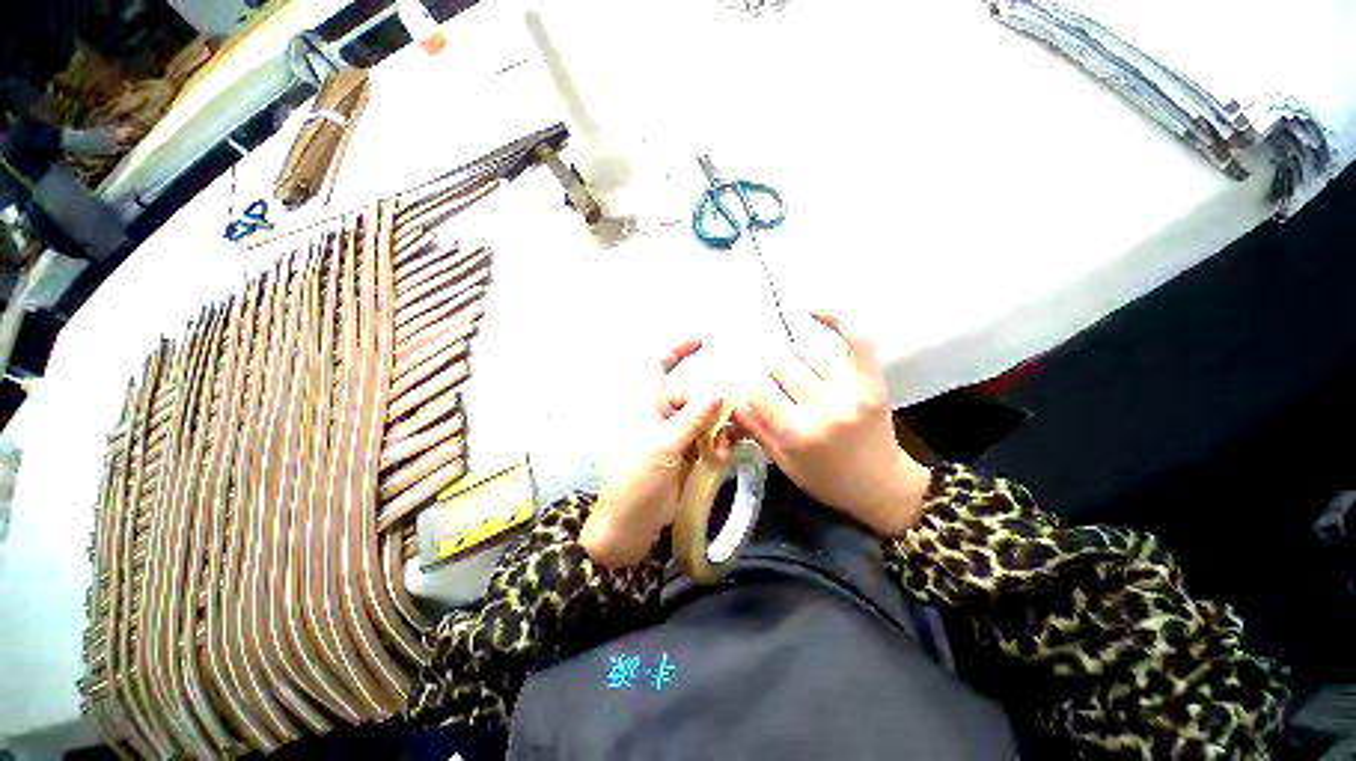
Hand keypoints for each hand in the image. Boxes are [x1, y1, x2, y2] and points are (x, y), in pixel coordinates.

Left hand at [581, 339, 728, 567]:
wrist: (629, 528)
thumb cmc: (636, 483)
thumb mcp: (664, 448)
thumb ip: (693, 419)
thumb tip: (719, 392)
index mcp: (647, 407)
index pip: (659, 368)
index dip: (677, 351)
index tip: (702, 342)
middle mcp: (661, 417)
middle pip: (692, 398)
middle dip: (710, 407)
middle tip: (727, 423)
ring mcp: (674, 438)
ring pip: (703, 421)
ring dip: (716, 431)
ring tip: (720, 452)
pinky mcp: (684, 457)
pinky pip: (706, 441)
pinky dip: (716, 446)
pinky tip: (721, 459)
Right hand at [733, 311, 930, 536]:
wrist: (882, 487)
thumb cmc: (826, 480)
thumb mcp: (783, 463)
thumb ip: (756, 428)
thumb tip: (734, 398)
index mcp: (795, 433)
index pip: (757, 390)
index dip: (746, 386)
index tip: (746, 390)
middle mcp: (821, 409)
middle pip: (777, 367)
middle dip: (766, 375)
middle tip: (771, 389)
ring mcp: (849, 392)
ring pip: (802, 357)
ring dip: (791, 366)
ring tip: (798, 384)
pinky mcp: (871, 383)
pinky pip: (855, 342)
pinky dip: (836, 319)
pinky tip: (811, 308)